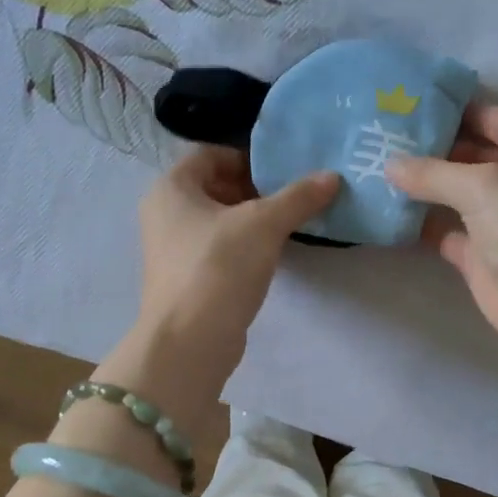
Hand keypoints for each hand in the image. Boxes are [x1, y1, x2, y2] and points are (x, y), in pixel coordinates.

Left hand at [131, 146, 338, 400]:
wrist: (190, 341)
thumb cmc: (219, 268)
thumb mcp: (264, 224)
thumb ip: (298, 197)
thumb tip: (332, 177)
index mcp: (171, 188)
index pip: (210, 154)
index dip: (248, 157)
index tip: (283, 172)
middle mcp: (165, 213)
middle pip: (215, 187)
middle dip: (255, 190)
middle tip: (292, 199)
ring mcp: (173, 249)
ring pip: (218, 221)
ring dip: (252, 221)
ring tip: (289, 227)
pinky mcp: (187, 279)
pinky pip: (218, 250)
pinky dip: (243, 247)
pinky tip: (271, 257)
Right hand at [388, 103, 497, 359]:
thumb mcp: (481, 186)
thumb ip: (433, 172)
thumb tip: (390, 165)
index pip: (494, 117)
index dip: (457, 109)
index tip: (412, 105)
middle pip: (471, 153)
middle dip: (432, 147)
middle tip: (385, 136)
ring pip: (455, 192)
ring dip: (422, 184)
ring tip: (378, 167)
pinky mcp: (479, 252)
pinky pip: (444, 228)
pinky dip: (420, 221)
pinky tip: (388, 210)